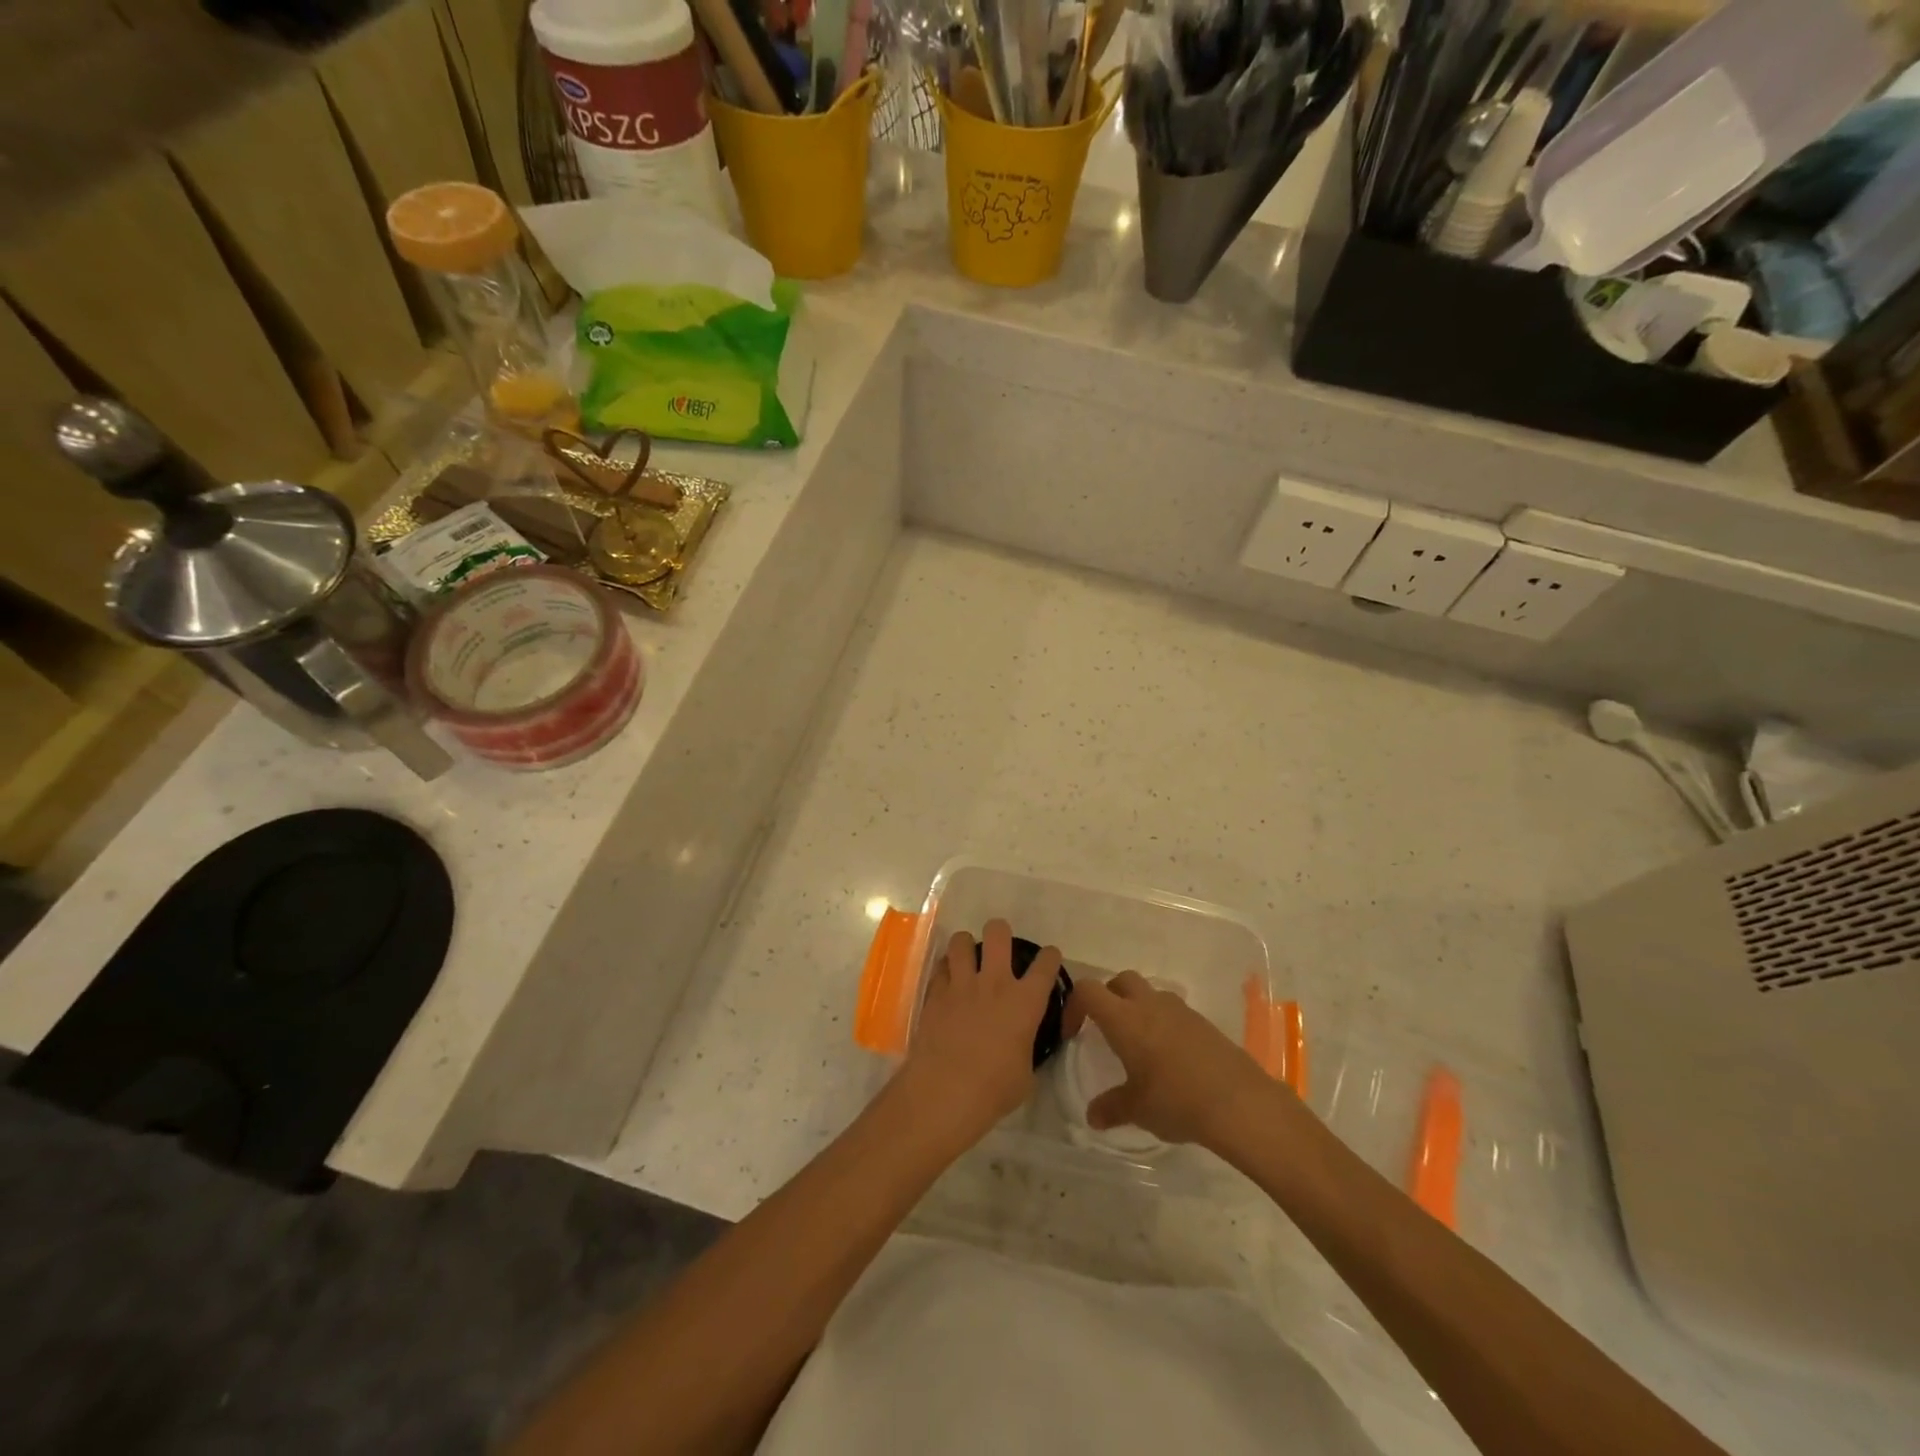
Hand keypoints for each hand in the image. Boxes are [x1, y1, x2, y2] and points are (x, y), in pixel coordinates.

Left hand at [900, 920, 1064, 1150]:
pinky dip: (945, 969)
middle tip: (999, 947)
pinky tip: (947, 981)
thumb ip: (1027, 1046)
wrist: (945, 1092)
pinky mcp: (935, 993)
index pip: (1046, 964)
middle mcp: (995, 983)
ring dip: (966, 946)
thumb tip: (1022, 1041)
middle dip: (1000, 932)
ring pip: (962, 941)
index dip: (1050, 957)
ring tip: (968, 958)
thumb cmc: (994, 1090)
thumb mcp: (1026, 1072)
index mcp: (1025, 1001)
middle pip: (998, 933)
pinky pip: (940, 967)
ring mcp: (962, 984)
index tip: (1048, 959)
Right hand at [1068, 971, 1279, 1149]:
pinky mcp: (1203, 1022)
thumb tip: (1092, 1116)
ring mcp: (1179, 1010)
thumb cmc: (1175, 1100)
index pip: (1087, 990)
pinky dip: (1164, 1024)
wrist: (1239, 1102)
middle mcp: (1148, 1004)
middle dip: (1108, 997)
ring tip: (1141, 1046)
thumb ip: (1111, 1108)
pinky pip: (1174, 1012)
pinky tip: (1171, 1059)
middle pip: (1120, 981)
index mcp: (1123, 1019)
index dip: (1074, 1005)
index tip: (1075, 1034)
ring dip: (1138, 1009)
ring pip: (1150, 994)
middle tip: (1107, 1030)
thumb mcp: (1136, 1109)